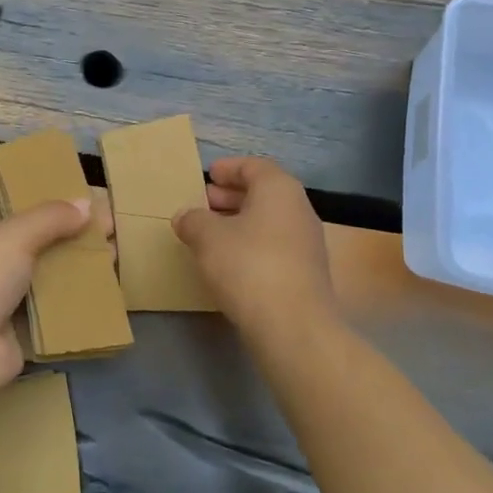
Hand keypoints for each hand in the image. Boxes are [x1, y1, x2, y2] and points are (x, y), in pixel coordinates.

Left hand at [0, 198, 97, 398]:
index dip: (52, 200)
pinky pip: (54, 310)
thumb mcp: (15, 234)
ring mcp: (5, 296)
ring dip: (80, 268)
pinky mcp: (21, 329)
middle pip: (39, 240)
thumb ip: (51, 217)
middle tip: (113, 229)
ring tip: (116, 257)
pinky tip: (107, 292)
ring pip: (50, 275)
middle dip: (74, 235)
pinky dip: (77, 302)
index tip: (87, 199)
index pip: (18, 205)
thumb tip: (87, 204)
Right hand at [173, 157, 334, 336]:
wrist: (293, 327)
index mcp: (279, 189)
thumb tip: (186, 217)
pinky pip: (274, 245)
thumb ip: (193, 220)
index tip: (208, 176)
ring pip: (269, 220)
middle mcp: (299, 209)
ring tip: (209, 234)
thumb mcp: (207, 237)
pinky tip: (229, 262)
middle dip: (231, 196)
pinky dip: (251, 244)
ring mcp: (307, 242)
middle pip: (263, 192)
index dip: (229, 169)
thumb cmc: (248, 266)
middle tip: (203, 203)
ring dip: (240, 222)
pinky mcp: (306, 272)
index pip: (254, 166)